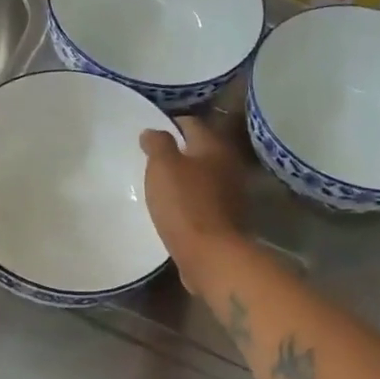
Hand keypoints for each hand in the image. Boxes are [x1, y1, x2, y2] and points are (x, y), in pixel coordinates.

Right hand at [139, 115, 244, 273]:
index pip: (190, 124)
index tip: (148, 136)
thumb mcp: (163, 167)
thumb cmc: (184, 204)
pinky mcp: (226, 219)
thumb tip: (152, 131)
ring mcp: (231, 194)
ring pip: (202, 177)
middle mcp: (228, 165)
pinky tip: (173, 209)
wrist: (211, 255)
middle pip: (199, 151)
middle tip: (151, 161)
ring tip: (159, 186)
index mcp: (214, 147)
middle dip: (177, 153)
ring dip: (184, 179)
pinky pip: (203, 201)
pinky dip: (189, 200)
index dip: (168, 125)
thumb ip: (157, 144)